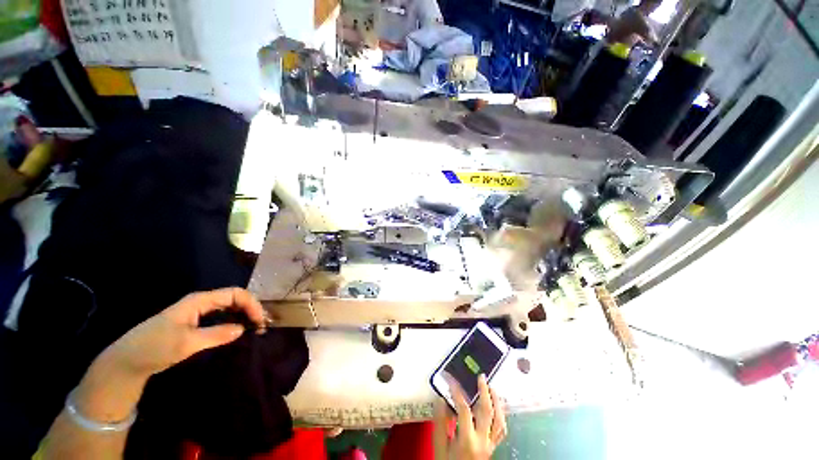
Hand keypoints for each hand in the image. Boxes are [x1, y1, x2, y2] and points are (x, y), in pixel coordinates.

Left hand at [103, 287, 268, 378]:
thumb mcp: (186, 343)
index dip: (251, 304)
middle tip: (262, 326)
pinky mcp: (196, 322)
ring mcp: (199, 312)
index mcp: (199, 301)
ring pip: (230, 307)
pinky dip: (235, 321)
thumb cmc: (155, 347)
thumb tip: (243, 329)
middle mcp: (202, 302)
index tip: (259, 321)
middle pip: (235, 298)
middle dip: (251, 309)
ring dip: (245, 315)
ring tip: (256, 328)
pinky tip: (240, 330)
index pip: (235, 294)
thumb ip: (216, 334)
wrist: (128, 361)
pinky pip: (222, 316)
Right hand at [434, 374, 506, 459]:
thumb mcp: (439, 446)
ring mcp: (490, 445)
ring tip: (492, 388)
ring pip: (499, 420)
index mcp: (467, 440)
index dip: (457, 392)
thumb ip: (439, 422)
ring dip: (497, 402)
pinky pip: (502, 430)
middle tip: (481, 377)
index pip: (464, 410)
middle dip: (484, 392)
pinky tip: (497, 407)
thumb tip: (440, 399)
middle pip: (487, 412)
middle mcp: (482, 441)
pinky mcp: (493, 448)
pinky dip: (501, 416)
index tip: (451, 380)